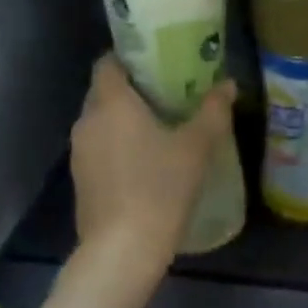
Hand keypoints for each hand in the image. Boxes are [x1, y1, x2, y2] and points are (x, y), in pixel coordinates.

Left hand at [71, 54, 235, 279]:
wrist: (123, 250)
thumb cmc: (161, 188)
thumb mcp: (197, 147)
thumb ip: (213, 111)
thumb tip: (228, 84)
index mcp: (111, 103)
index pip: (108, 63)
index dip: (130, 57)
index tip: (157, 63)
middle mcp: (87, 121)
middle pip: (104, 91)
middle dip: (132, 89)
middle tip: (168, 93)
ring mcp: (79, 153)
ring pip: (101, 122)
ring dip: (124, 120)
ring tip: (160, 126)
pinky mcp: (81, 180)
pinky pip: (99, 148)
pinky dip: (118, 145)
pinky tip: (145, 161)